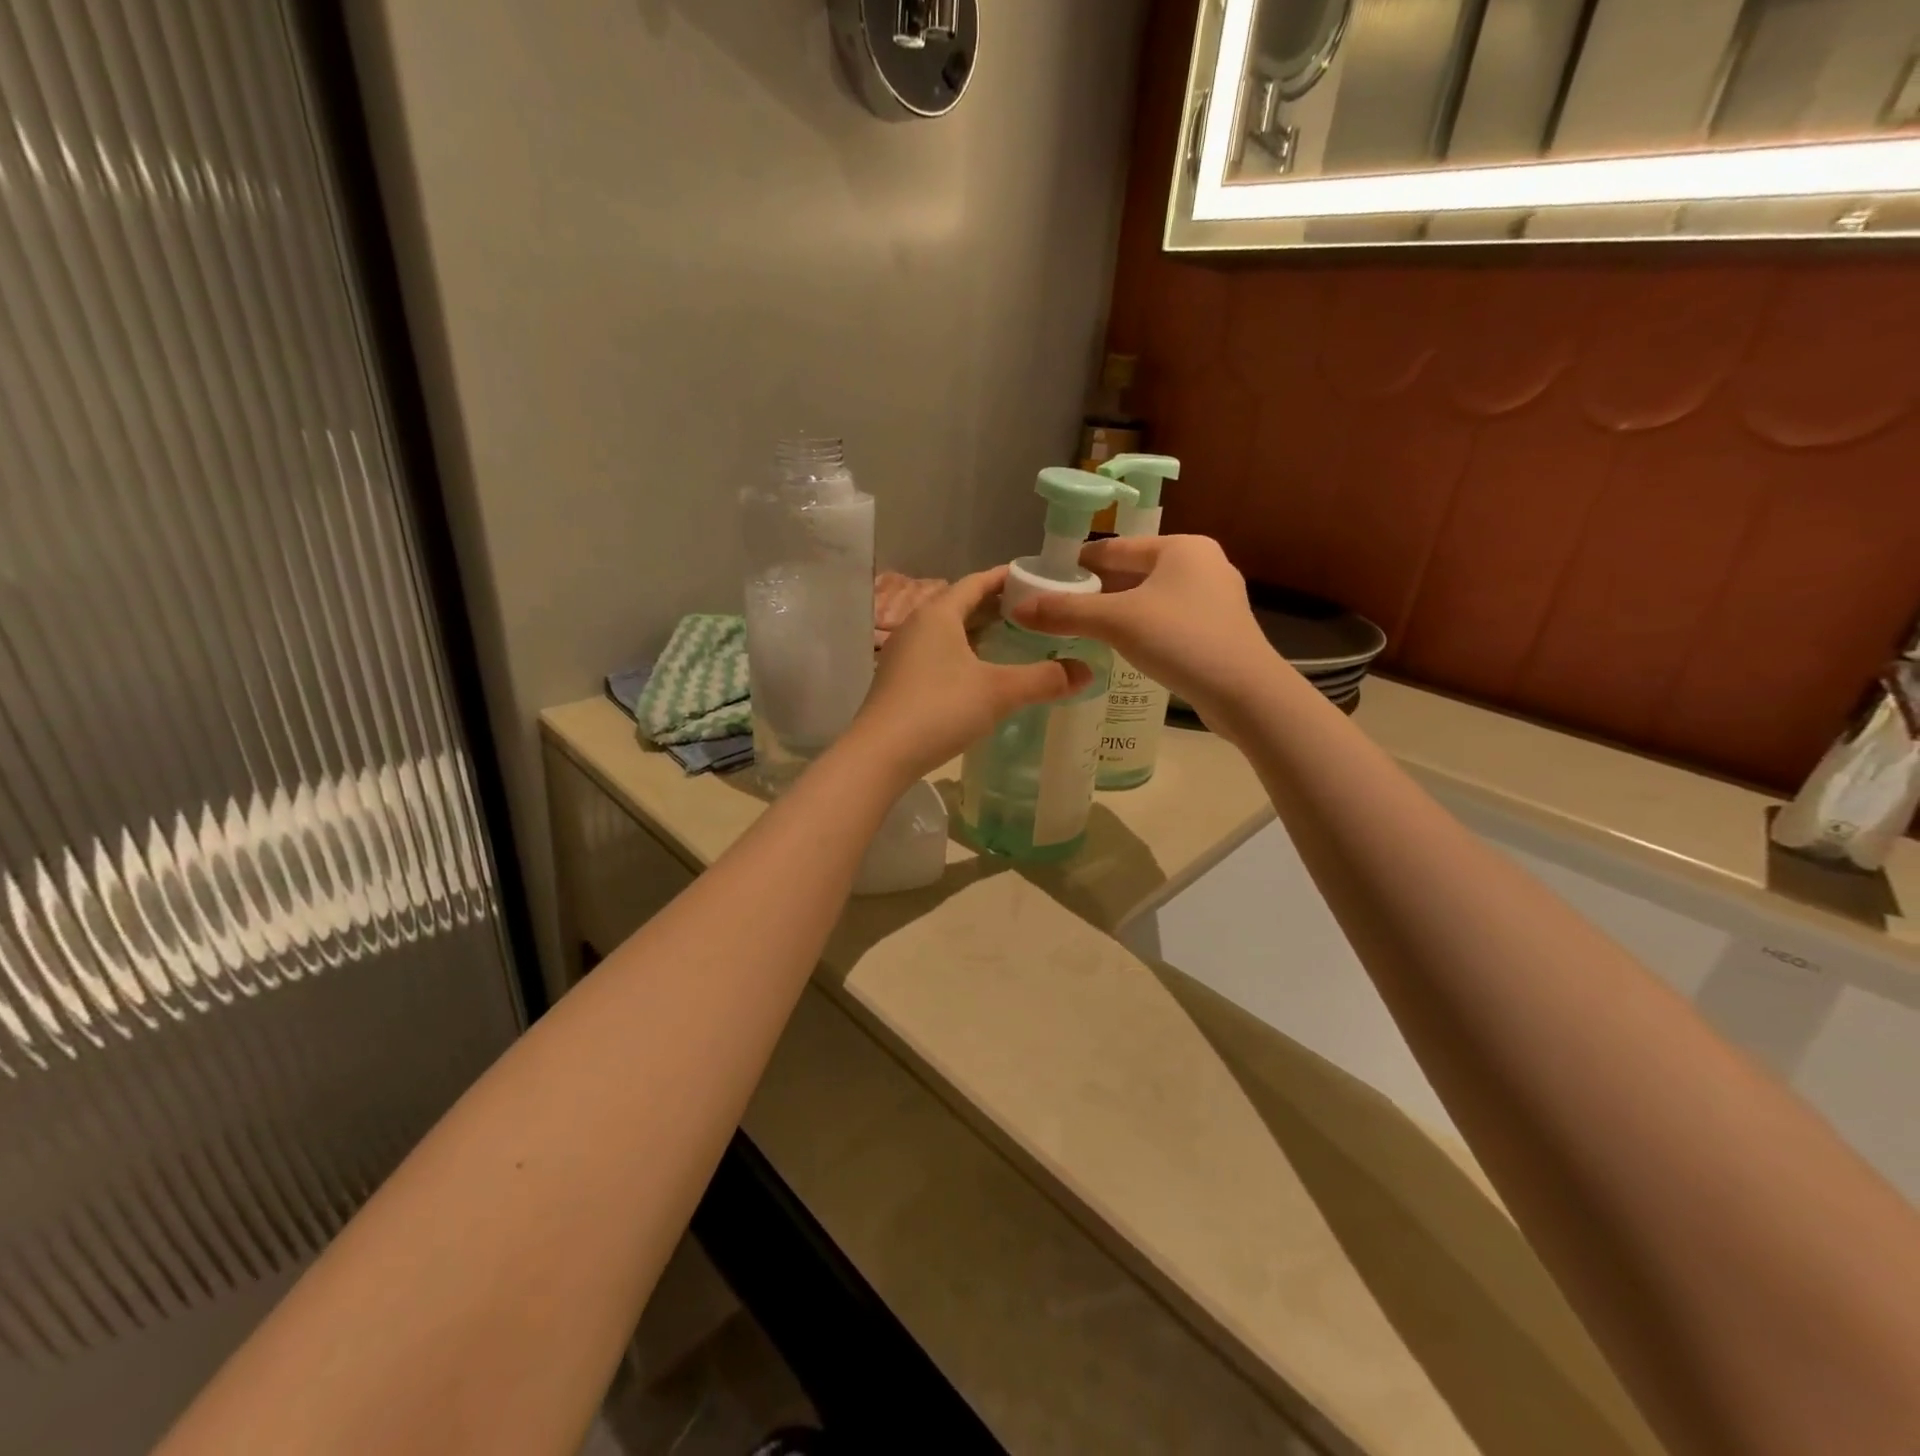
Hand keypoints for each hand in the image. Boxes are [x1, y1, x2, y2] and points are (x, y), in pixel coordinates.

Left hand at [847, 566, 1091, 784]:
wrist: (880, 755)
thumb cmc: (940, 709)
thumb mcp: (999, 692)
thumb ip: (1044, 679)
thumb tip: (1088, 672)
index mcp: (938, 614)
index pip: (976, 582)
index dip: (1006, 577)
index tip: (1035, 578)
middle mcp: (917, 626)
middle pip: (960, 604)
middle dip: (995, 606)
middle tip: (1032, 613)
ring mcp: (903, 654)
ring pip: (948, 632)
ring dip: (977, 632)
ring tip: (1011, 640)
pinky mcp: (898, 681)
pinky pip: (937, 654)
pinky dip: (962, 654)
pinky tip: (979, 675)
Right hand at [1010, 535, 1280, 729]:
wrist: (1245, 692)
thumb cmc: (1181, 640)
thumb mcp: (1116, 622)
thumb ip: (1066, 612)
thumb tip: (1018, 609)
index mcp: (1182, 547)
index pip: (1116, 548)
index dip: (1078, 563)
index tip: (1048, 580)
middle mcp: (1203, 564)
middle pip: (1134, 572)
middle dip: (1097, 589)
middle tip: (1059, 608)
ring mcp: (1216, 598)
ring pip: (1152, 598)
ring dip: (1118, 611)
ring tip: (1083, 628)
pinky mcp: (1220, 630)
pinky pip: (1169, 619)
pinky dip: (1142, 627)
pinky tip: (1122, 646)